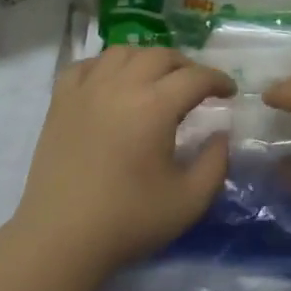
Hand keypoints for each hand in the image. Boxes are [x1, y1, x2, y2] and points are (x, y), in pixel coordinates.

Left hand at [12, 46, 234, 275]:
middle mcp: (120, 86)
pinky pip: (86, 66)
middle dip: (186, 66)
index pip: (195, 77)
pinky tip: (113, 82)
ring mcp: (86, 90)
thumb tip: (221, 134)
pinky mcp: (60, 102)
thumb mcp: (190, 200)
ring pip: (123, 52)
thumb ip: (216, 163)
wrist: (61, 238)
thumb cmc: (129, 220)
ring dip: (148, 60)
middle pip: (160, 55)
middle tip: (198, 87)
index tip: (230, 93)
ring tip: (157, 80)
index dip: (218, 80)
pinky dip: (106, 66)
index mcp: (155, 106)